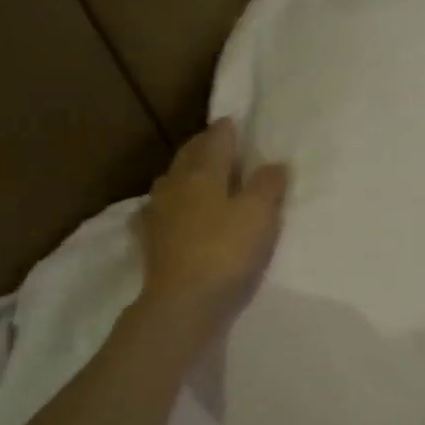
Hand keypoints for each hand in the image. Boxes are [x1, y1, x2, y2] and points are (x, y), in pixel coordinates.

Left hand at [133, 119, 287, 344]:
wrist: (184, 301)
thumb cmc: (227, 250)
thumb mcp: (260, 214)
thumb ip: (268, 184)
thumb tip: (274, 164)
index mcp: (203, 171)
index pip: (216, 139)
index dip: (227, 129)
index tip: (236, 122)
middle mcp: (176, 184)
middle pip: (189, 156)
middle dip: (204, 147)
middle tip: (220, 144)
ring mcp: (158, 212)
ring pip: (172, 181)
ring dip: (186, 174)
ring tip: (200, 176)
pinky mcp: (150, 240)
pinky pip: (159, 212)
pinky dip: (169, 206)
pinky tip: (170, 213)